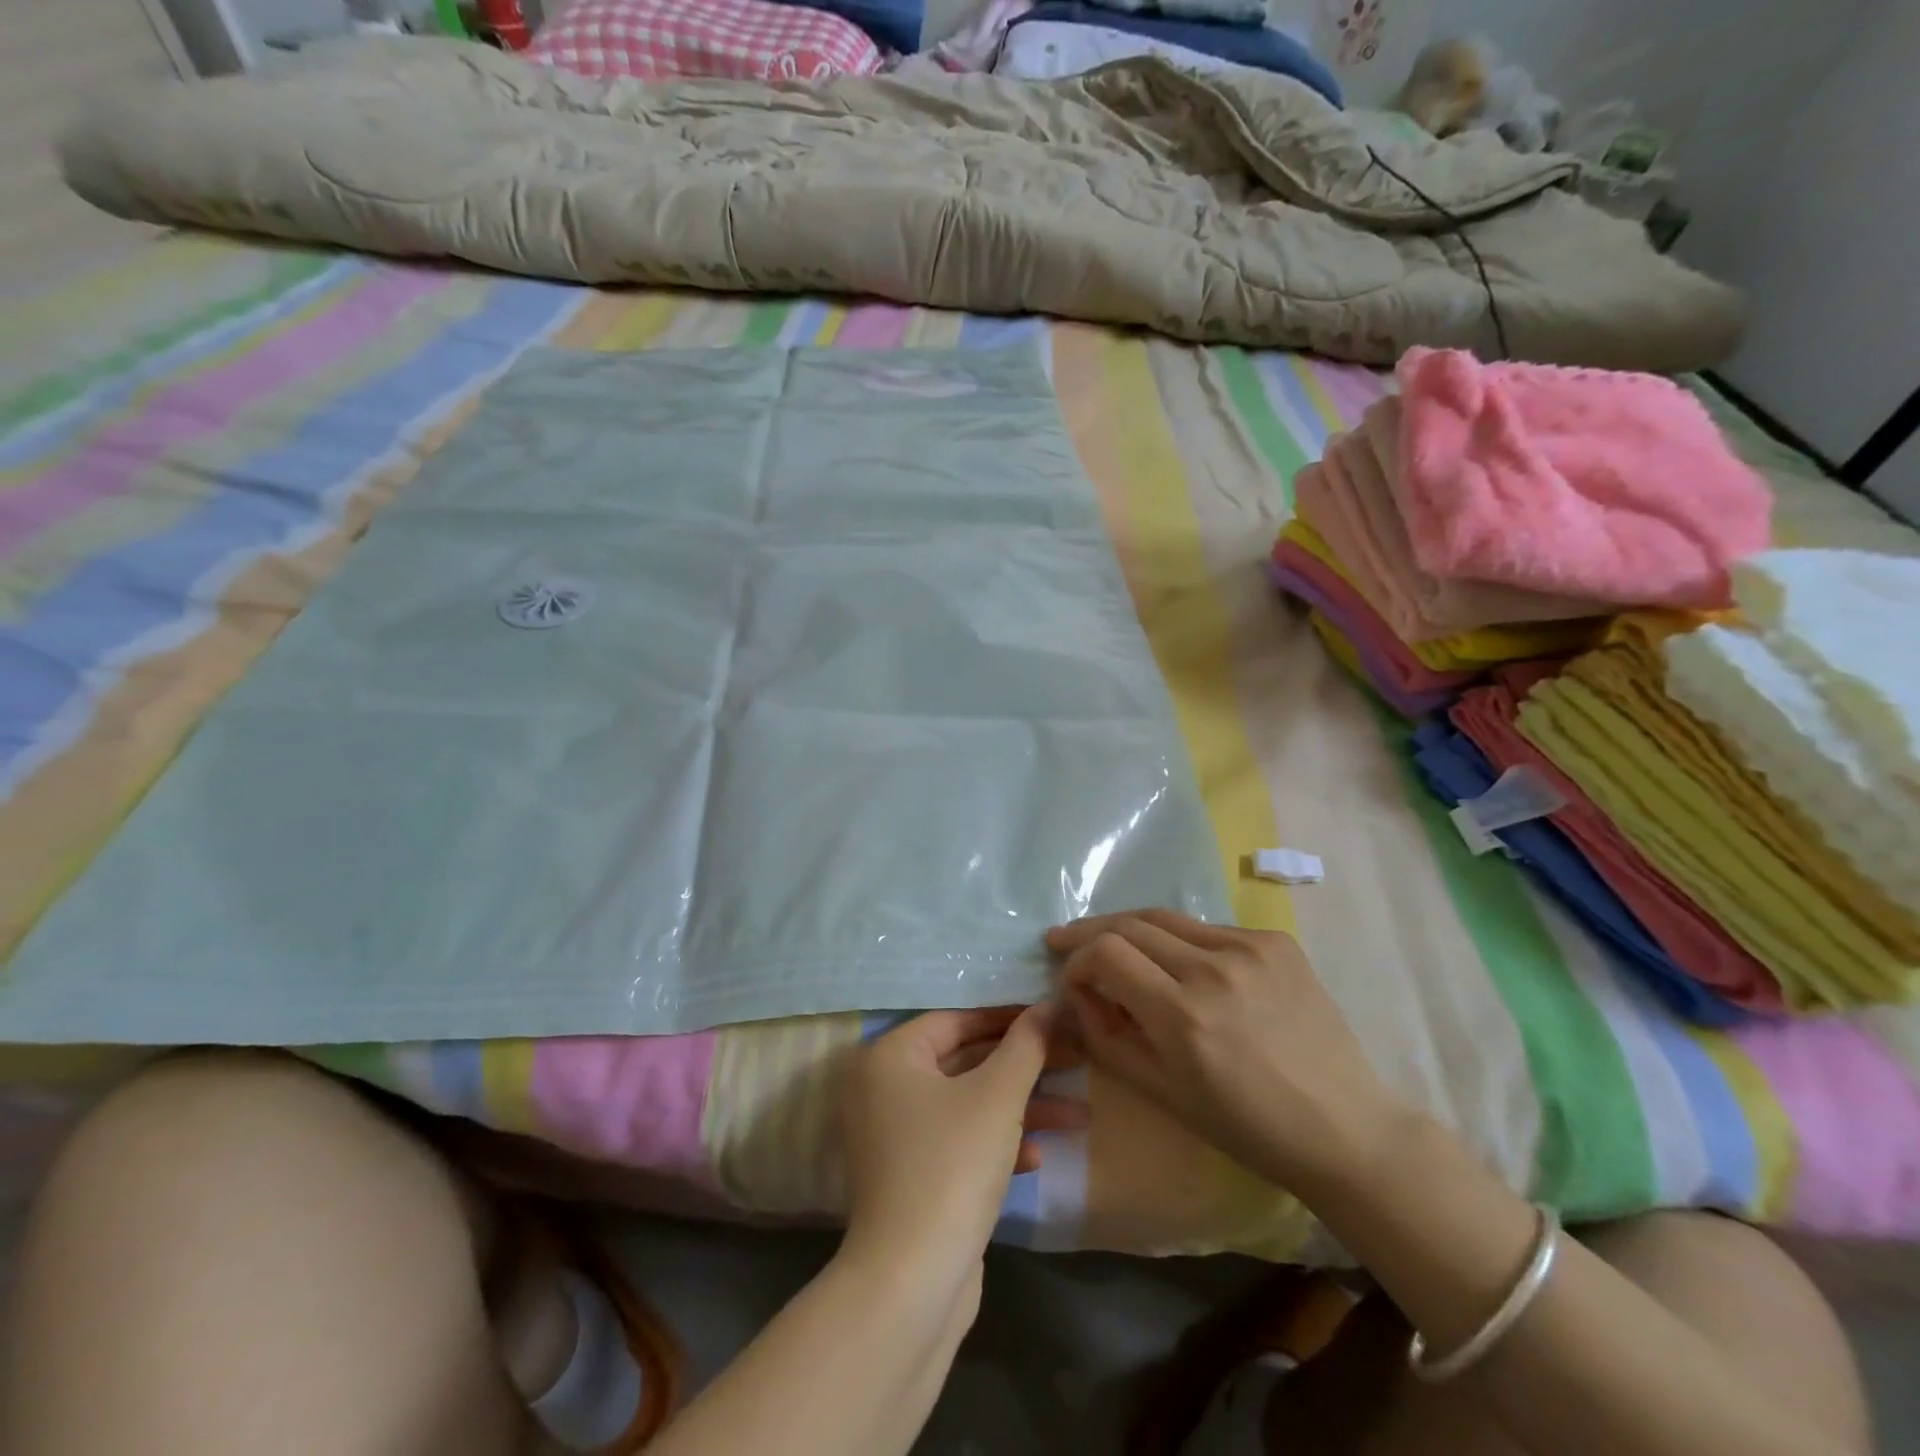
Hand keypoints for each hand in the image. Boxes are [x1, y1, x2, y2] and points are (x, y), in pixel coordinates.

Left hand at [840, 1006, 1081, 1283]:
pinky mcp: (913, 1178)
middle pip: (965, 1062)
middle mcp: (885, 1089)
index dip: (1008, 1019)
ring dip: (1021, 1108)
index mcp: (891, 1057)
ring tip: (1078, 1115)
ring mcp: (897, 1137)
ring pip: (969, 1105)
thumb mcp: (997, 1096)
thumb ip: (1026, 1045)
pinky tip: (1037, 1158)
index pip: (956, 1020)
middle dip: (1023, 1067)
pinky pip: (960, 1142)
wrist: (910, 1284)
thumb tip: (1049, 1004)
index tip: (1053, 1020)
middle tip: (1075, 1061)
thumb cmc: (951, 1165)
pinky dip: (997, 1143)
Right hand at [1047, 911, 1407, 1195]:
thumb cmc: (1247, 1126)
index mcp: (1184, 1015)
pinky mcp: (1277, 941)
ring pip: (1167, 918)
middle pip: (1130, 923)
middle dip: (1090, 933)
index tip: (1069, 979)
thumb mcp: (1161, 1092)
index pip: (1106, 953)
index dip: (1076, 960)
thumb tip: (1077, 992)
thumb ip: (1106, 1036)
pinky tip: (1181, 963)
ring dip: (1131, 929)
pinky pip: (1208, 929)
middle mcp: (1214, 968)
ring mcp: (1250, 947)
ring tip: (1112, 942)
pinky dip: (1181, 941)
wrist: (1344, 1127)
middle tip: (1066, 941)